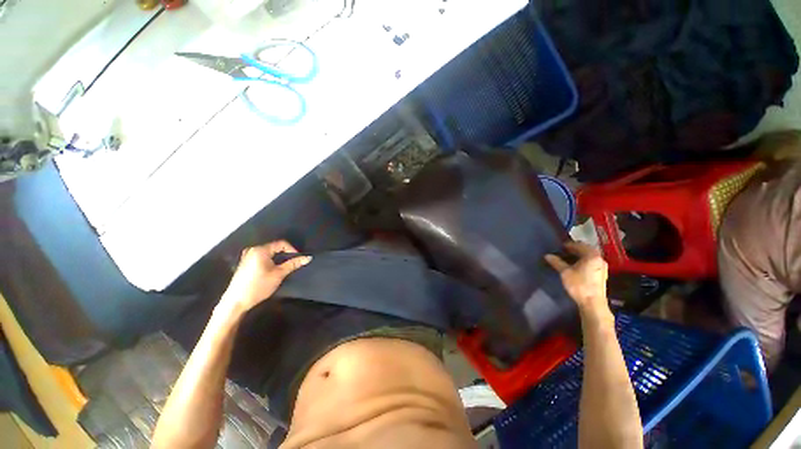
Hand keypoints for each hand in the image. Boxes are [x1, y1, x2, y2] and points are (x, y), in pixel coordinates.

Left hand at [220, 241, 310, 315]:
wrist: (236, 302)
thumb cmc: (258, 286)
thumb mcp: (278, 275)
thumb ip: (293, 264)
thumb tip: (307, 258)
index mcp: (261, 250)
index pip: (282, 243)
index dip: (292, 250)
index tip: (298, 260)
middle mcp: (253, 250)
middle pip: (275, 247)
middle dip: (285, 255)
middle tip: (292, 264)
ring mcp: (247, 256)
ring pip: (269, 253)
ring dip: (278, 259)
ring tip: (283, 268)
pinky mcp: (245, 263)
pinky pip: (262, 257)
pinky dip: (270, 261)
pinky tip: (272, 271)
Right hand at [545, 241, 609, 317]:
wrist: (593, 303)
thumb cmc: (579, 285)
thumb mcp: (565, 272)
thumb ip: (556, 262)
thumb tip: (547, 255)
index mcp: (592, 255)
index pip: (579, 245)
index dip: (568, 244)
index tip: (559, 247)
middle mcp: (599, 258)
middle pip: (586, 249)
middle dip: (574, 249)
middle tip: (563, 251)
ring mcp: (602, 267)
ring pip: (589, 256)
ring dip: (579, 255)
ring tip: (568, 258)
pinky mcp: (601, 274)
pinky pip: (592, 262)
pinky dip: (584, 261)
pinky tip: (576, 266)